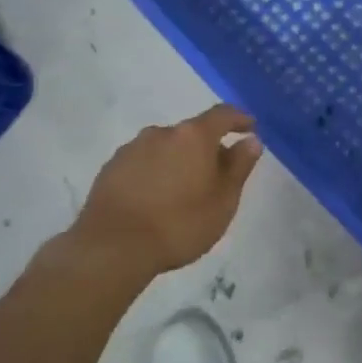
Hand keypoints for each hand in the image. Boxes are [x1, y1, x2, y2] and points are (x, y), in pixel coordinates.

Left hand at [74, 105, 262, 275]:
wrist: (112, 248)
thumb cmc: (179, 223)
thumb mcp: (223, 200)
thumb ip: (239, 166)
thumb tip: (251, 140)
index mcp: (193, 136)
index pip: (223, 114)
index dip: (239, 119)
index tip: (249, 128)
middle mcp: (162, 133)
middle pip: (192, 133)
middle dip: (207, 148)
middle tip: (216, 174)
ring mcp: (132, 149)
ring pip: (165, 148)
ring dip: (178, 161)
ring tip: (182, 191)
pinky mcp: (110, 169)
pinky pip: (143, 163)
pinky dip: (155, 173)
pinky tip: (155, 199)